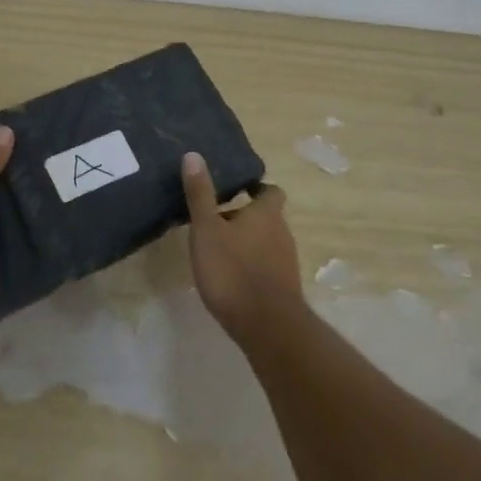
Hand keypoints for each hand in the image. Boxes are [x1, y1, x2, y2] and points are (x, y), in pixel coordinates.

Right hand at [182, 151, 302, 339]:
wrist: (266, 326)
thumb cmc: (233, 269)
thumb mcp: (207, 229)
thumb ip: (200, 194)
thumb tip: (193, 155)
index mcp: (266, 213)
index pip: (270, 191)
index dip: (256, 189)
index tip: (235, 191)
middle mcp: (282, 233)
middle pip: (267, 217)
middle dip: (245, 217)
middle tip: (215, 221)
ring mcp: (286, 262)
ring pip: (266, 242)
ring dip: (247, 242)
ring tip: (218, 249)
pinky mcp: (284, 288)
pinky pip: (266, 266)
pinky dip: (251, 265)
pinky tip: (230, 276)